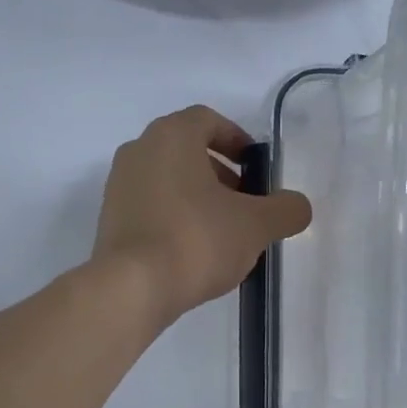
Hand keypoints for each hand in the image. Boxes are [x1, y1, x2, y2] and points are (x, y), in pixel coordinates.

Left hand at [93, 105, 311, 326]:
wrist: (131, 287)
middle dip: (219, 173)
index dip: (235, 139)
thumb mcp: (255, 225)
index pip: (207, 120)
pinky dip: (173, 216)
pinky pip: (149, 206)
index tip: (255, 166)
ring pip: (167, 179)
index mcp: (171, 136)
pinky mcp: (108, 219)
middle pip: (186, 150)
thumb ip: (284, 210)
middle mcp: (138, 150)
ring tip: (223, 232)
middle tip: (244, 203)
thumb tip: (297, 206)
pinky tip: (193, 250)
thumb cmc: (196, 240)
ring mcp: (118, 185)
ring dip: (197, 197)